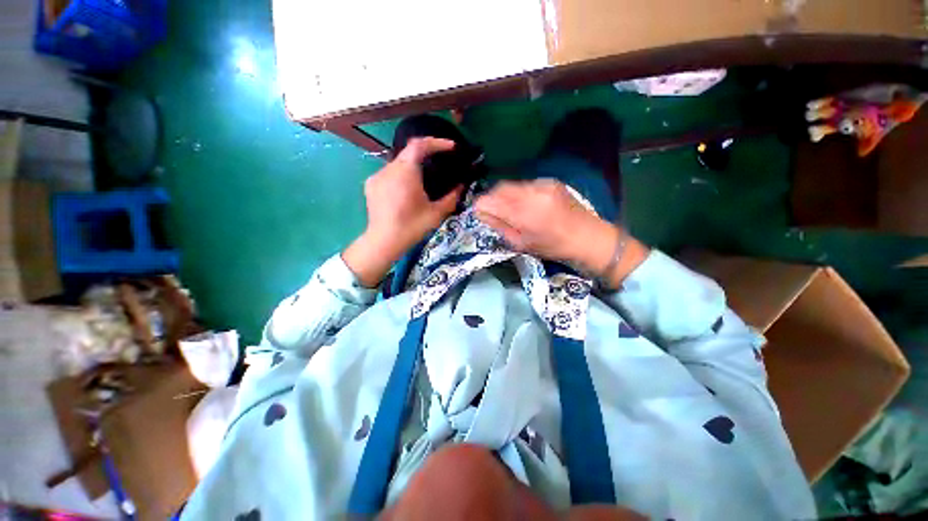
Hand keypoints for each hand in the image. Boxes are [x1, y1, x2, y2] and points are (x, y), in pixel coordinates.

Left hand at [343, 138, 463, 286]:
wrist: (384, 241)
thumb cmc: (412, 227)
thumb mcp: (436, 214)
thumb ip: (451, 197)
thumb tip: (461, 186)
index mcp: (406, 172)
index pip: (419, 144)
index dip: (437, 142)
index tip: (451, 148)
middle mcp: (389, 168)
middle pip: (409, 152)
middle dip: (426, 154)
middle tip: (440, 163)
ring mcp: (377, 176)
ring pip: (399, 163)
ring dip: (413, 166)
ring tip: (424, 180)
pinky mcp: (371, 184)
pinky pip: (389, 173)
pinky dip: (401, 175)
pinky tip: (406, 190)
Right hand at [474, 179, 647, 286]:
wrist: (588, 237)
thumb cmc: (552, 247)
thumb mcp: (521, 243)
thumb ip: (499, 226)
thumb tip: (482, 212)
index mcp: (523, 213)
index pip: (489, 201)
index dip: (481, 206)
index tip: (480, 213)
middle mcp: (531, 193)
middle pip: (499, 188)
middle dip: (492, 198)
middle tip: (494, 212)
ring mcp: (542, 184)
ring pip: (512, 185)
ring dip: (505, 196)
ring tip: (511, 209)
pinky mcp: (550, 181)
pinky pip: (525, 184)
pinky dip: (519, 193)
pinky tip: (527, 205)